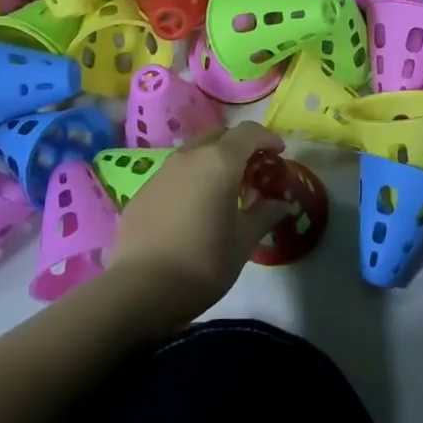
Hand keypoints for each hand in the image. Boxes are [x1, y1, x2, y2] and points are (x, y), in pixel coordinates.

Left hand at [109, 122, 294, 310]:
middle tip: (252, 171)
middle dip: (239, 146)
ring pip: (193, 153)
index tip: (279, 153)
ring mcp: (161, 173)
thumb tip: (281, 204)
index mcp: (219, 162)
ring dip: (212, 161)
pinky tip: (193, 209)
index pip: (248, 132)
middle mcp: (189, 157)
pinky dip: (190, 180)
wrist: (141, 290)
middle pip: (219, 136)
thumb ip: (265, 215)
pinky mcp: (142, 193)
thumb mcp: (244, 240)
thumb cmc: (204, 261)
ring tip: (223, 190)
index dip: (267, 138)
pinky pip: (173, 175)